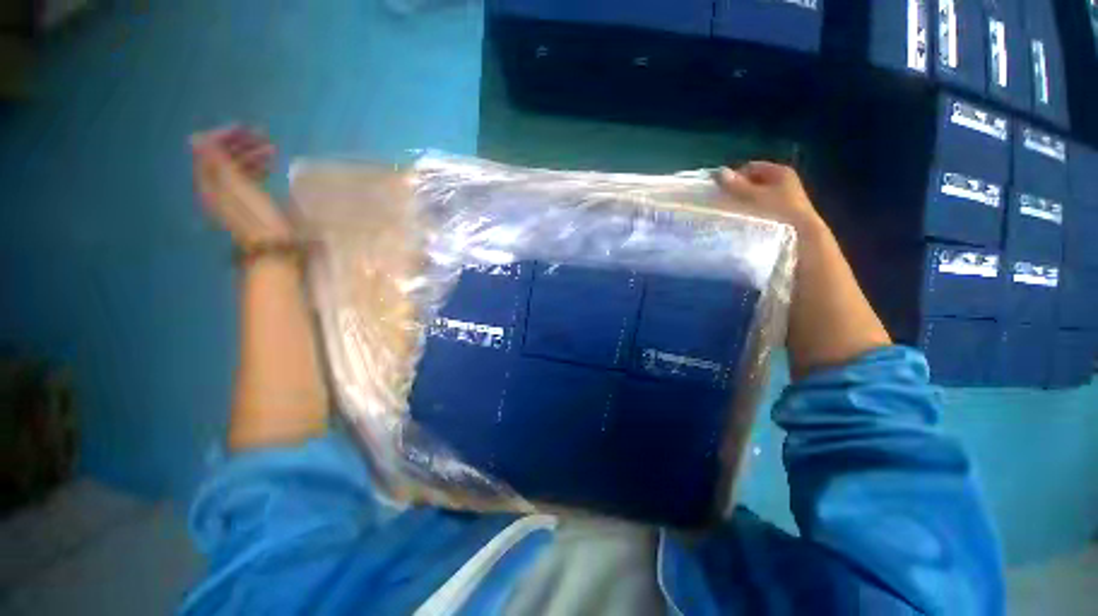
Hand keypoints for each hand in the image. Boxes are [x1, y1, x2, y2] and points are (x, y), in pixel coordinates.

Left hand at [191, 126, 291, 247]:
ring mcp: (233, 197)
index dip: (225, 136)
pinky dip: (257, 168)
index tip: (249, 130)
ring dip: (251, 155)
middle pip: (222, 158)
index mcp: (211, 183)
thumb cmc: (260, 221)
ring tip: (272, 150)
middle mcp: (217, 188)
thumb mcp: (238, 190)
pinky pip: (247, 178)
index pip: (209, 150)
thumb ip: (218, 163)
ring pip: (236, 167)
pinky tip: (270, 167)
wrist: (275, 252)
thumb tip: (199, 138)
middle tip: (265, 138)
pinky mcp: (249, 204)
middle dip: (241, 144)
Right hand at [715, 162, 827, 240]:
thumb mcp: (754, 197)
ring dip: (745, 202)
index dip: (735, 177)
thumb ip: (736, 186)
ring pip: (758, 195)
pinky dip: (752, 210)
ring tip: (733, 213)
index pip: (750, 168)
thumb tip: (719, 172)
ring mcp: (786, 196)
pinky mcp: (784, 211)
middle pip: (754, 181)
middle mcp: (785, 180)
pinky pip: (762, 206)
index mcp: (780, 171)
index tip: (723, 191)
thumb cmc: (777, 212)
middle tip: (726, 203)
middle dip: (739, 190)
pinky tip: (745, 220)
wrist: (802, 236)